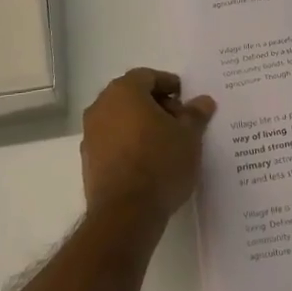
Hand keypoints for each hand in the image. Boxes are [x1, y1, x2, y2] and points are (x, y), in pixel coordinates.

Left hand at [80, 68, 214, 224]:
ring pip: (120, 118)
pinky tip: (148, 161)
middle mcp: (101, 106)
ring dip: (141, 124)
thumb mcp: (189, 137)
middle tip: (179, 120)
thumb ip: (195, 115)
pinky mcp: (88, 161)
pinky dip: (129, 143)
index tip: (185, 99)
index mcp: (124, 91)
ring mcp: (90, 134)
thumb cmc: (160, 163)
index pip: (147, 76)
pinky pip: (112, 141)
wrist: (125, 214)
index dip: (168, 84)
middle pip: (131, 95)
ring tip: (166, 142)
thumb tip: (203, 101)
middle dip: (156, 104)